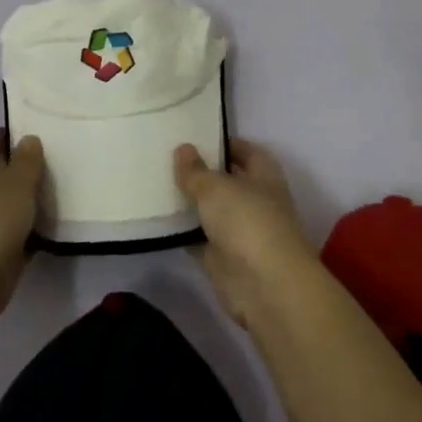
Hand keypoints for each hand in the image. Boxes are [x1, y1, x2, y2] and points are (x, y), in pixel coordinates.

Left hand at [0, 129, 44, 332]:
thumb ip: (27, 160)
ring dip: (29, 199)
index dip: (2, 135)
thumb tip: (28, 138)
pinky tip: (57, 227)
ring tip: (62, 191)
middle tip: (55, 162)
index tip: (29, 134)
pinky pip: (17, 232)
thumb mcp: (17, 181)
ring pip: (9, 202)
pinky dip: (32, 229)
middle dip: (21, 167)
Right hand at [174, 138, 317, 328]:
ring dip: (190, 202)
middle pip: (226, 181)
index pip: (246, 151)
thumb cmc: (247, 221)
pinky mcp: (223, 258)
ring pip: (211, 210)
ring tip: (157, 183)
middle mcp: (255, 201)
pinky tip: (157, 218)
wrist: (265, 285)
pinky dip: (182, 231)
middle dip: (202, 172)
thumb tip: (183, 148)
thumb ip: (196, 170)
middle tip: (167, 157)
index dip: (224, 143)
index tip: (195, 136)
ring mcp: (240, 231)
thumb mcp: (216, 187)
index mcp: (264, 176)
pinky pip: (199, 237)